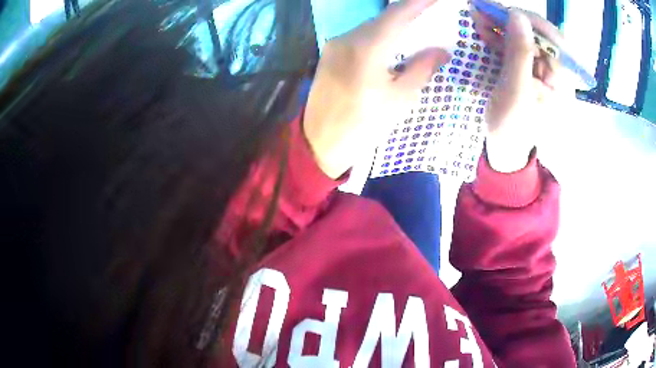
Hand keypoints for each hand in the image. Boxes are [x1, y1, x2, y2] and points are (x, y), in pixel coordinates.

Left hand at [303, 0, 449, 178]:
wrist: (318, 143)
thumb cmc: (363, 126)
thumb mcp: (399, 100)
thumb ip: (421, 69)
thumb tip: (442, 51)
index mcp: (367, 48)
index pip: (398, 14)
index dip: (418, 2)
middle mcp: (347, 38)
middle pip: (383, 18)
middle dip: (407, 13)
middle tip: (428, 15)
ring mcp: (334, 45)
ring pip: (369, 27)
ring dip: (392, 26)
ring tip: (412, 30)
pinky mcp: (327, 54)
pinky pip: (358, 37)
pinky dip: (377, 36)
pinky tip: (388, 45)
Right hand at [473, 8, 570, 172]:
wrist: (504, 146)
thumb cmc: (511, 126)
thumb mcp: (516, 91)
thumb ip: (520, 53)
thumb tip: (518, 15)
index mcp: (563, 83)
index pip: (554, 42)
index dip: (531, 22)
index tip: (505, 12)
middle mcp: (557, 73)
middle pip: (540, 36)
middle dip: (513, 21)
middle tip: (485, 10)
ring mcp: (543, 70)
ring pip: (527, 37)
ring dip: (503, 25)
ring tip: (479, 16)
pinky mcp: (529, 68)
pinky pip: (518, 45)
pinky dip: (501, 34)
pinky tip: (485, 29)